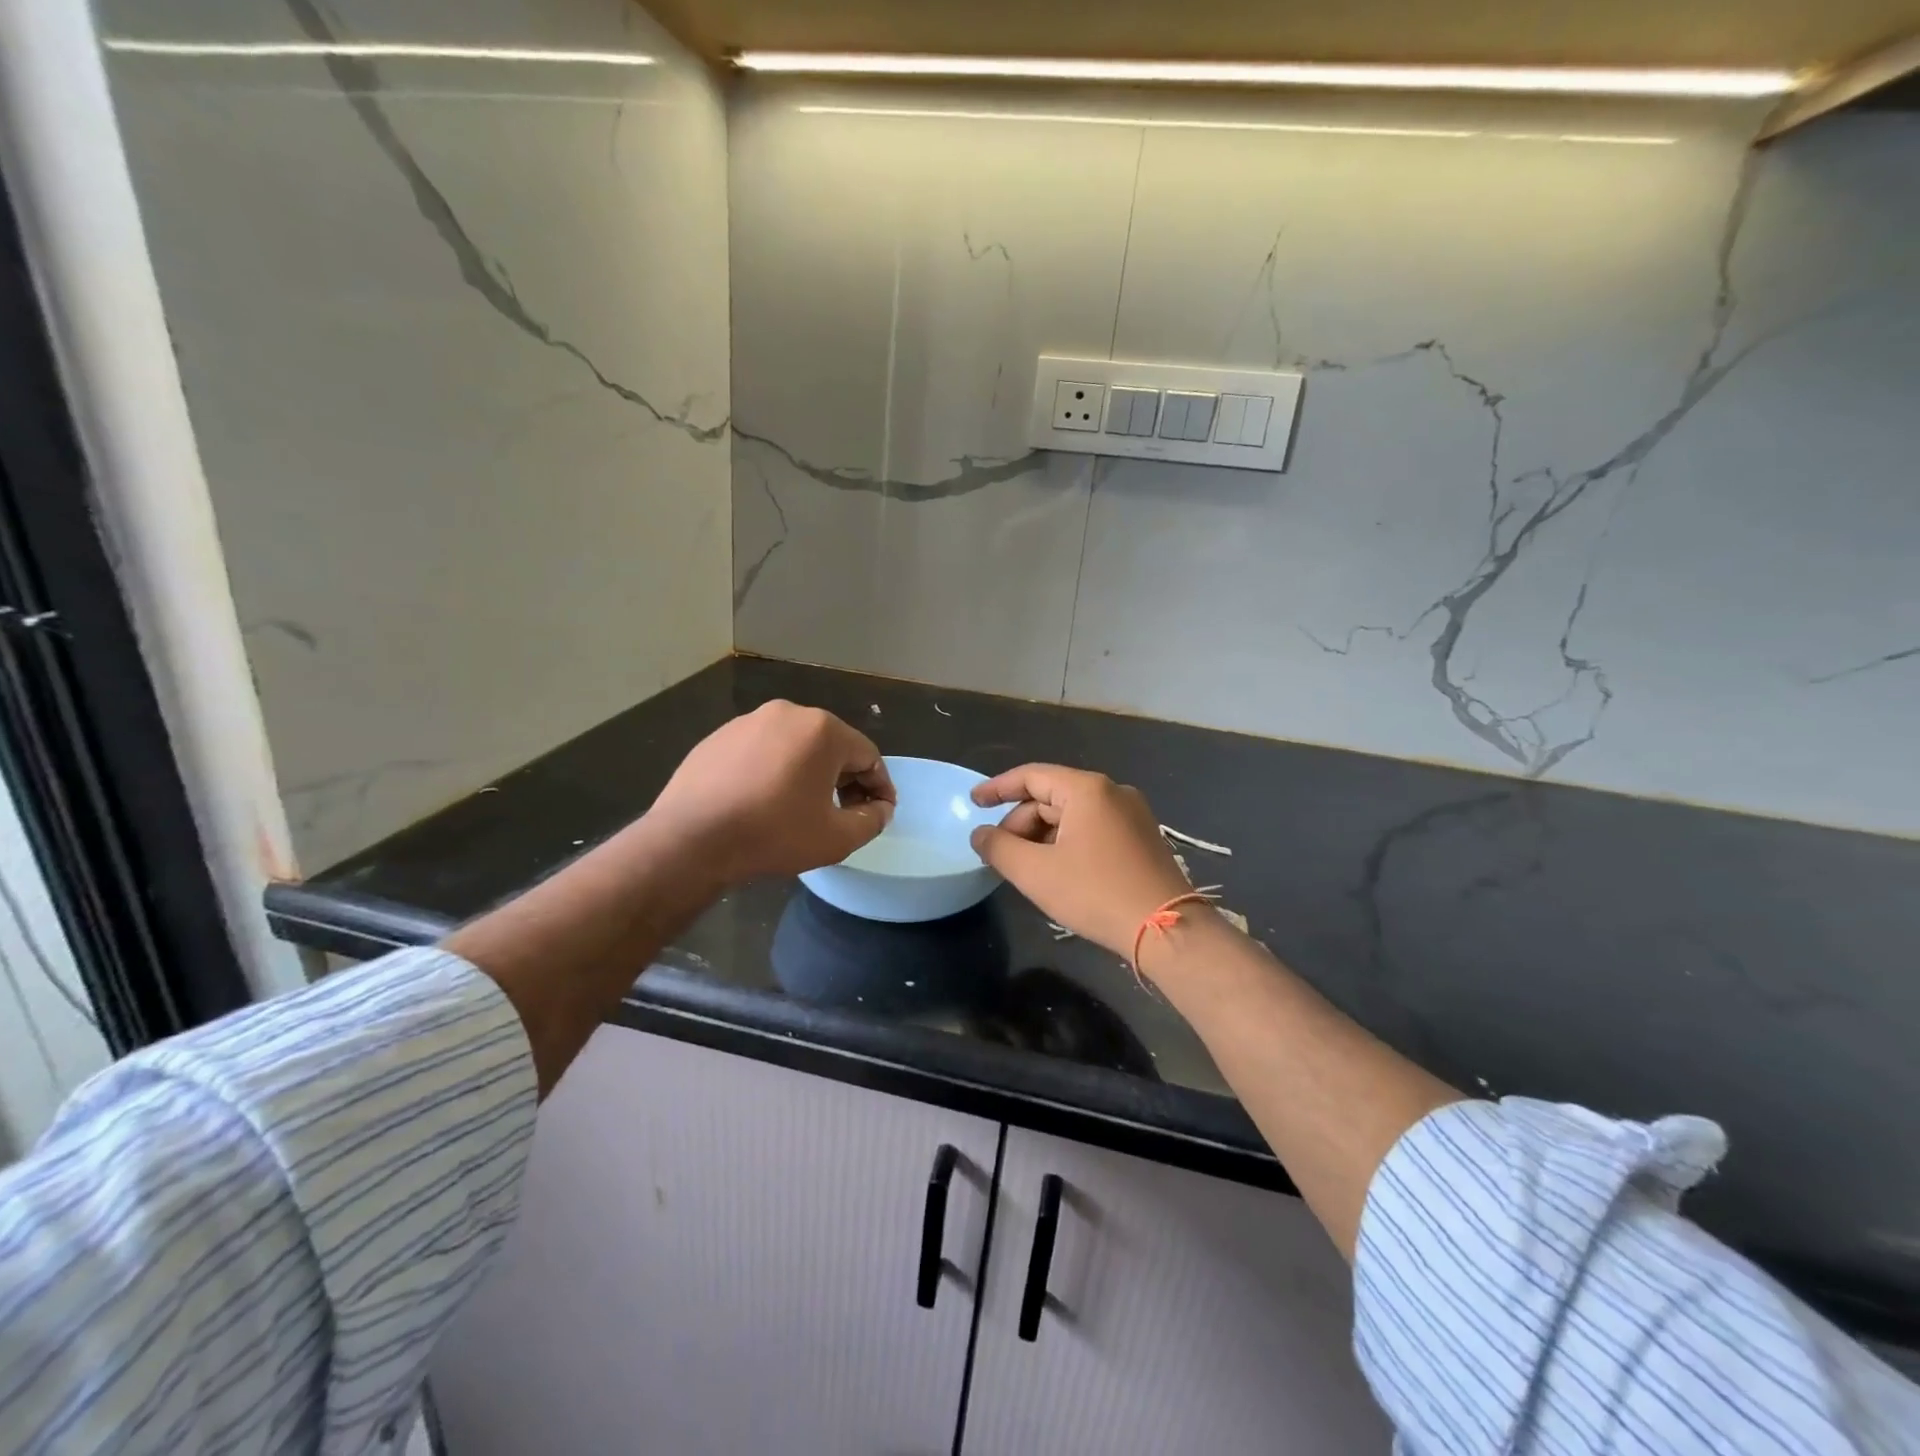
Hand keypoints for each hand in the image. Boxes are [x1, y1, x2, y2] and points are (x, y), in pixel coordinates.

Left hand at [646, 701, 893, 886]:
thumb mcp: (836, 838)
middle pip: (831, 746)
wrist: (690, 839)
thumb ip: (871, 821)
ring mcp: (748, 721)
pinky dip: (774, 771)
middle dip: (845, 779)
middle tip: (845, 812)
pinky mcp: (719, 737)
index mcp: (823, 730)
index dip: (880, 786)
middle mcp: (788, 713)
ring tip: (803, 808)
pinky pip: (762, 751)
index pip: (868, 755)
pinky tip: (764, 802)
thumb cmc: (773, 834)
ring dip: (809, 773)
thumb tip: (880, 810)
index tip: (881, 812)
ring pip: (795, 746)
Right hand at [970, 765, 1192, 959]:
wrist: (1166, 929)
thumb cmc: (1096, 893)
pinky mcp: (1142, 838)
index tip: (973, 803)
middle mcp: (1112, 791)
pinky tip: (1057, 870)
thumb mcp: (1035, 872)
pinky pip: (1093, 829)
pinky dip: (1067, 842)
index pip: (1031, 776)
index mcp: (1087, 789)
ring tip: (1026, 867)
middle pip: (1052, 796)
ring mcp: (1132, 814)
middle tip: (1000, 854)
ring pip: (1072, 815)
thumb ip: (999, 847)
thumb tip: (980, 834)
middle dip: (1021, 822)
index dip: (997, 788)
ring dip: (1043, 836)